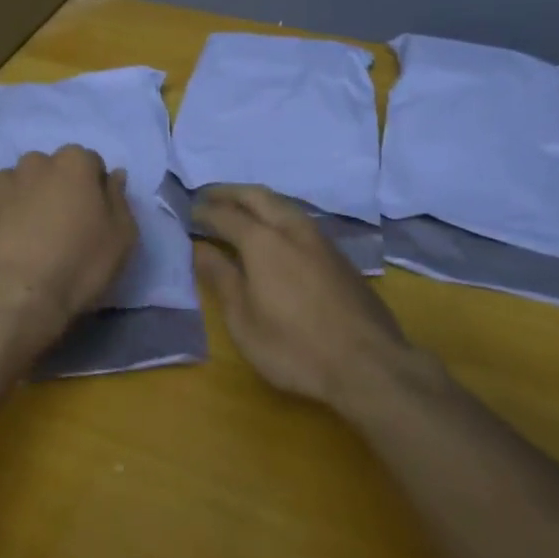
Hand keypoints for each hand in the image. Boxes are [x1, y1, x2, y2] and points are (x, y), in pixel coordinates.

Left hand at [0, 146, 136, 355]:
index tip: (90, 217)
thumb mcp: (121, 237)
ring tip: (25, 239)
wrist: (16, 297)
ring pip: (19, 184)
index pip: (89, 164)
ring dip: (24, 201)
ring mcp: (0, 179)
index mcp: (75, 162)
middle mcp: (36, 161)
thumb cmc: (78, 265)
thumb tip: (114, 175)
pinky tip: (1, 243)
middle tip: (58, 228)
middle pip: (51, 170)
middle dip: (55, 190)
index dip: (92, 190)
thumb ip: (119, 198)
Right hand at [193, 185, 415, 411]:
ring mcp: (320, 240)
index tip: (189, 211)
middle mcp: (291, 229)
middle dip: (230, 192)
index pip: (226, 215)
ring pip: (284, 204)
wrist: (369, 364)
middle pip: (257, 196)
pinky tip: (276, 232)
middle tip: (210, 195)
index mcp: (262, 241)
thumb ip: (221, 278)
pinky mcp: (339, 255)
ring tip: (240, 208)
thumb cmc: (295, 348)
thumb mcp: (244, 320)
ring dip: (257, 200)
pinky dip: (278, 215)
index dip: (205, 211)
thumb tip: (200, 248)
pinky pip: (300, 219)